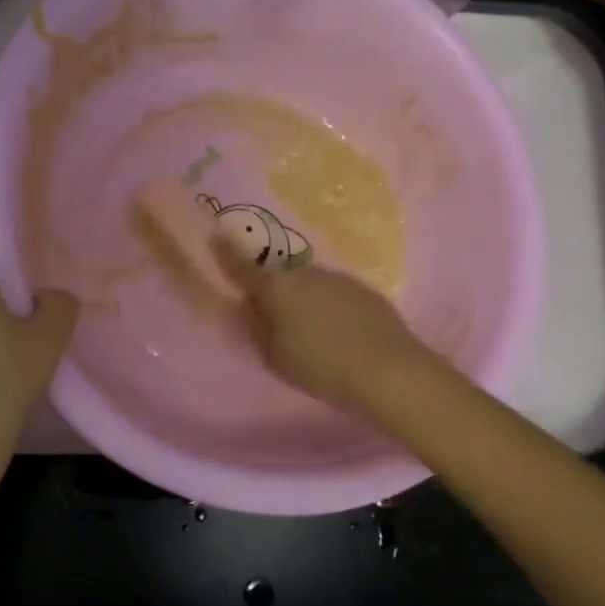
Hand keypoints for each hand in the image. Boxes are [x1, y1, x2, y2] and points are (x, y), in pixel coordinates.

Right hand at [215, 244, 436, 414]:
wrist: (388, 369)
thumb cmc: (321, 367)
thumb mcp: (275, 357)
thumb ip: (257, 327)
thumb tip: (250, 305)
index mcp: (277, 289)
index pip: (242, 267)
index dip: (226, 254)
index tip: (216, 236)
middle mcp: (306, 273)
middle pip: (280, 276)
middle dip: (273, 289)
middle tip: (274, 315)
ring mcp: (338, 278)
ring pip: (310, 283)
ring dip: (304, 298)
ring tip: (311, 330)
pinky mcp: (364, 289)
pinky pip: (335, 293)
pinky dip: (329, 306)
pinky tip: (339, 331)